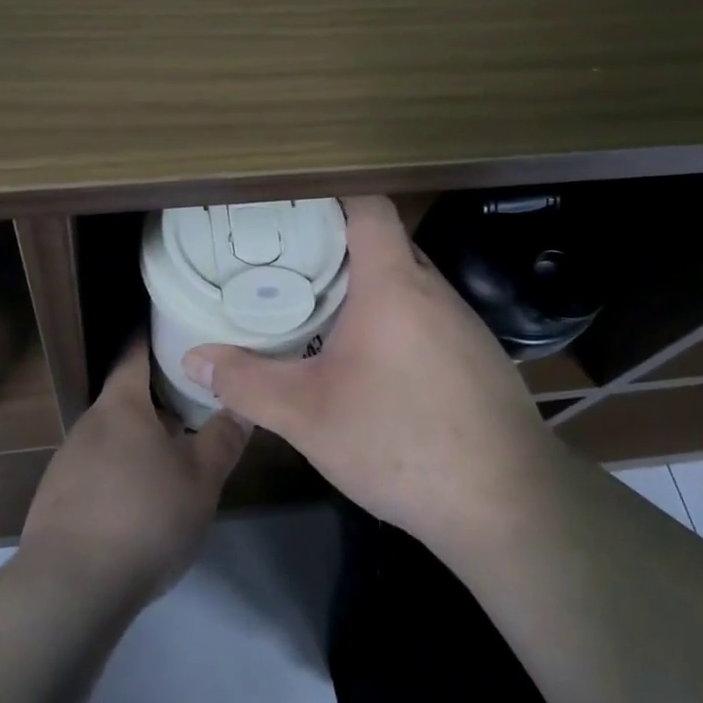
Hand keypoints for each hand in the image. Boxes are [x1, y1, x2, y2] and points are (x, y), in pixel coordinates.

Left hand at [20, 340, 249, 610]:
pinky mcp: (58, 499)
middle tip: (198, 398)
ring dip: (142, 439)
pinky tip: (142, 501)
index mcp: (120, 406)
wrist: (71, 587)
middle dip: (160, 397)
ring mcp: (68, 462)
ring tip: (177, 452)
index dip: (155, 336)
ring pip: (114, 437)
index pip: (134, 352)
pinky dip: (123, 471)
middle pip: (126, 397)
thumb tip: (242, 404)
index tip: (178, 327)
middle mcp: (89, 424)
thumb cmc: (144, 516)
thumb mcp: (200, 479)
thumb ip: (223, 438)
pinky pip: (98, 470)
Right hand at [180, 195, 550, 557]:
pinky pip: (427, 318)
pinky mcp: (479, 359)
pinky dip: (395, 322)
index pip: (369, 207)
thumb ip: (246, 382)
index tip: (291, 209)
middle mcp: (434, 290)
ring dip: (367, 289)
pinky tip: (371, 364)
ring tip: (320, 310)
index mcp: (394, 283)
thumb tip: (194, 358)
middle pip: (385, 244)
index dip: (332, 196)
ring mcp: (464, 325)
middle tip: (287, 265)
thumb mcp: (307, 415)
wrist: (508, 505)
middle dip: (337, 248)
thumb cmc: (401, 441)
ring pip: (408, 284)